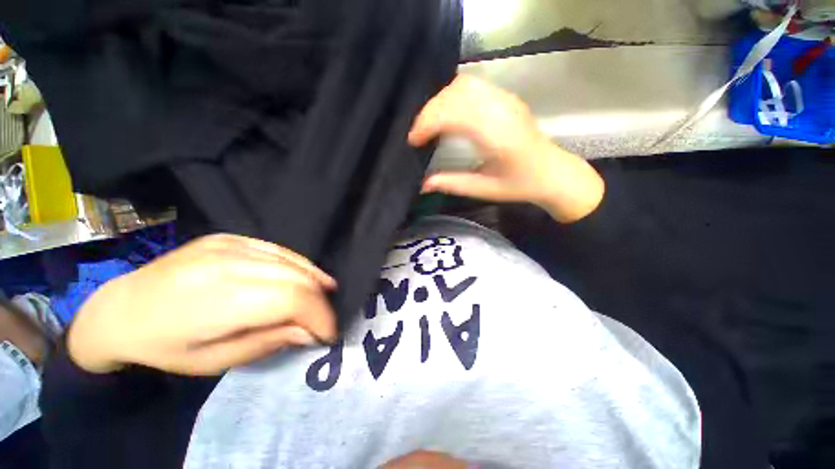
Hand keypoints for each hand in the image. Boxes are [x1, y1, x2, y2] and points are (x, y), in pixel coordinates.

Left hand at [67, 235, 336, 375]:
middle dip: (319, 302)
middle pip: (296, 278)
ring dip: (315, 280)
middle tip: (325, 321)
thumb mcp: (215, 361)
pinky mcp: (230, 238)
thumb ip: (269, 342)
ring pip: (291, 261)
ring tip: (327, 296)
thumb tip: (310, 333)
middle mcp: (229, 264)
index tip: (328, 334)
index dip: (319, 316)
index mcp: (220, 300)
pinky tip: (310, 275)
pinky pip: (278, 250)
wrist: (119, 309)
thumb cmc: (164, 347)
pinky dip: (299, 264)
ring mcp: (229, 245)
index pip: (292, 299)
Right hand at [409, 75, 603, 221]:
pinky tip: (448, 114)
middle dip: (429, 112)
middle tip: (418, 135)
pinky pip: (473, 85)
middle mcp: (501, 110)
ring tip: (430, 124)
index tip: (413, 141)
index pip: (454, 113)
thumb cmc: (519, 185)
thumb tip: (422, 184)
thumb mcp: (483, 189)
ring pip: (463, 84)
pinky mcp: (506, 97)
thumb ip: (452, 184)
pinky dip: (452, 96)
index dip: (428, 123)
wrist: (551, 172)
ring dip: (440, 101)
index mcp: (497, 136)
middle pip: (455, 94)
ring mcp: (505, 99)